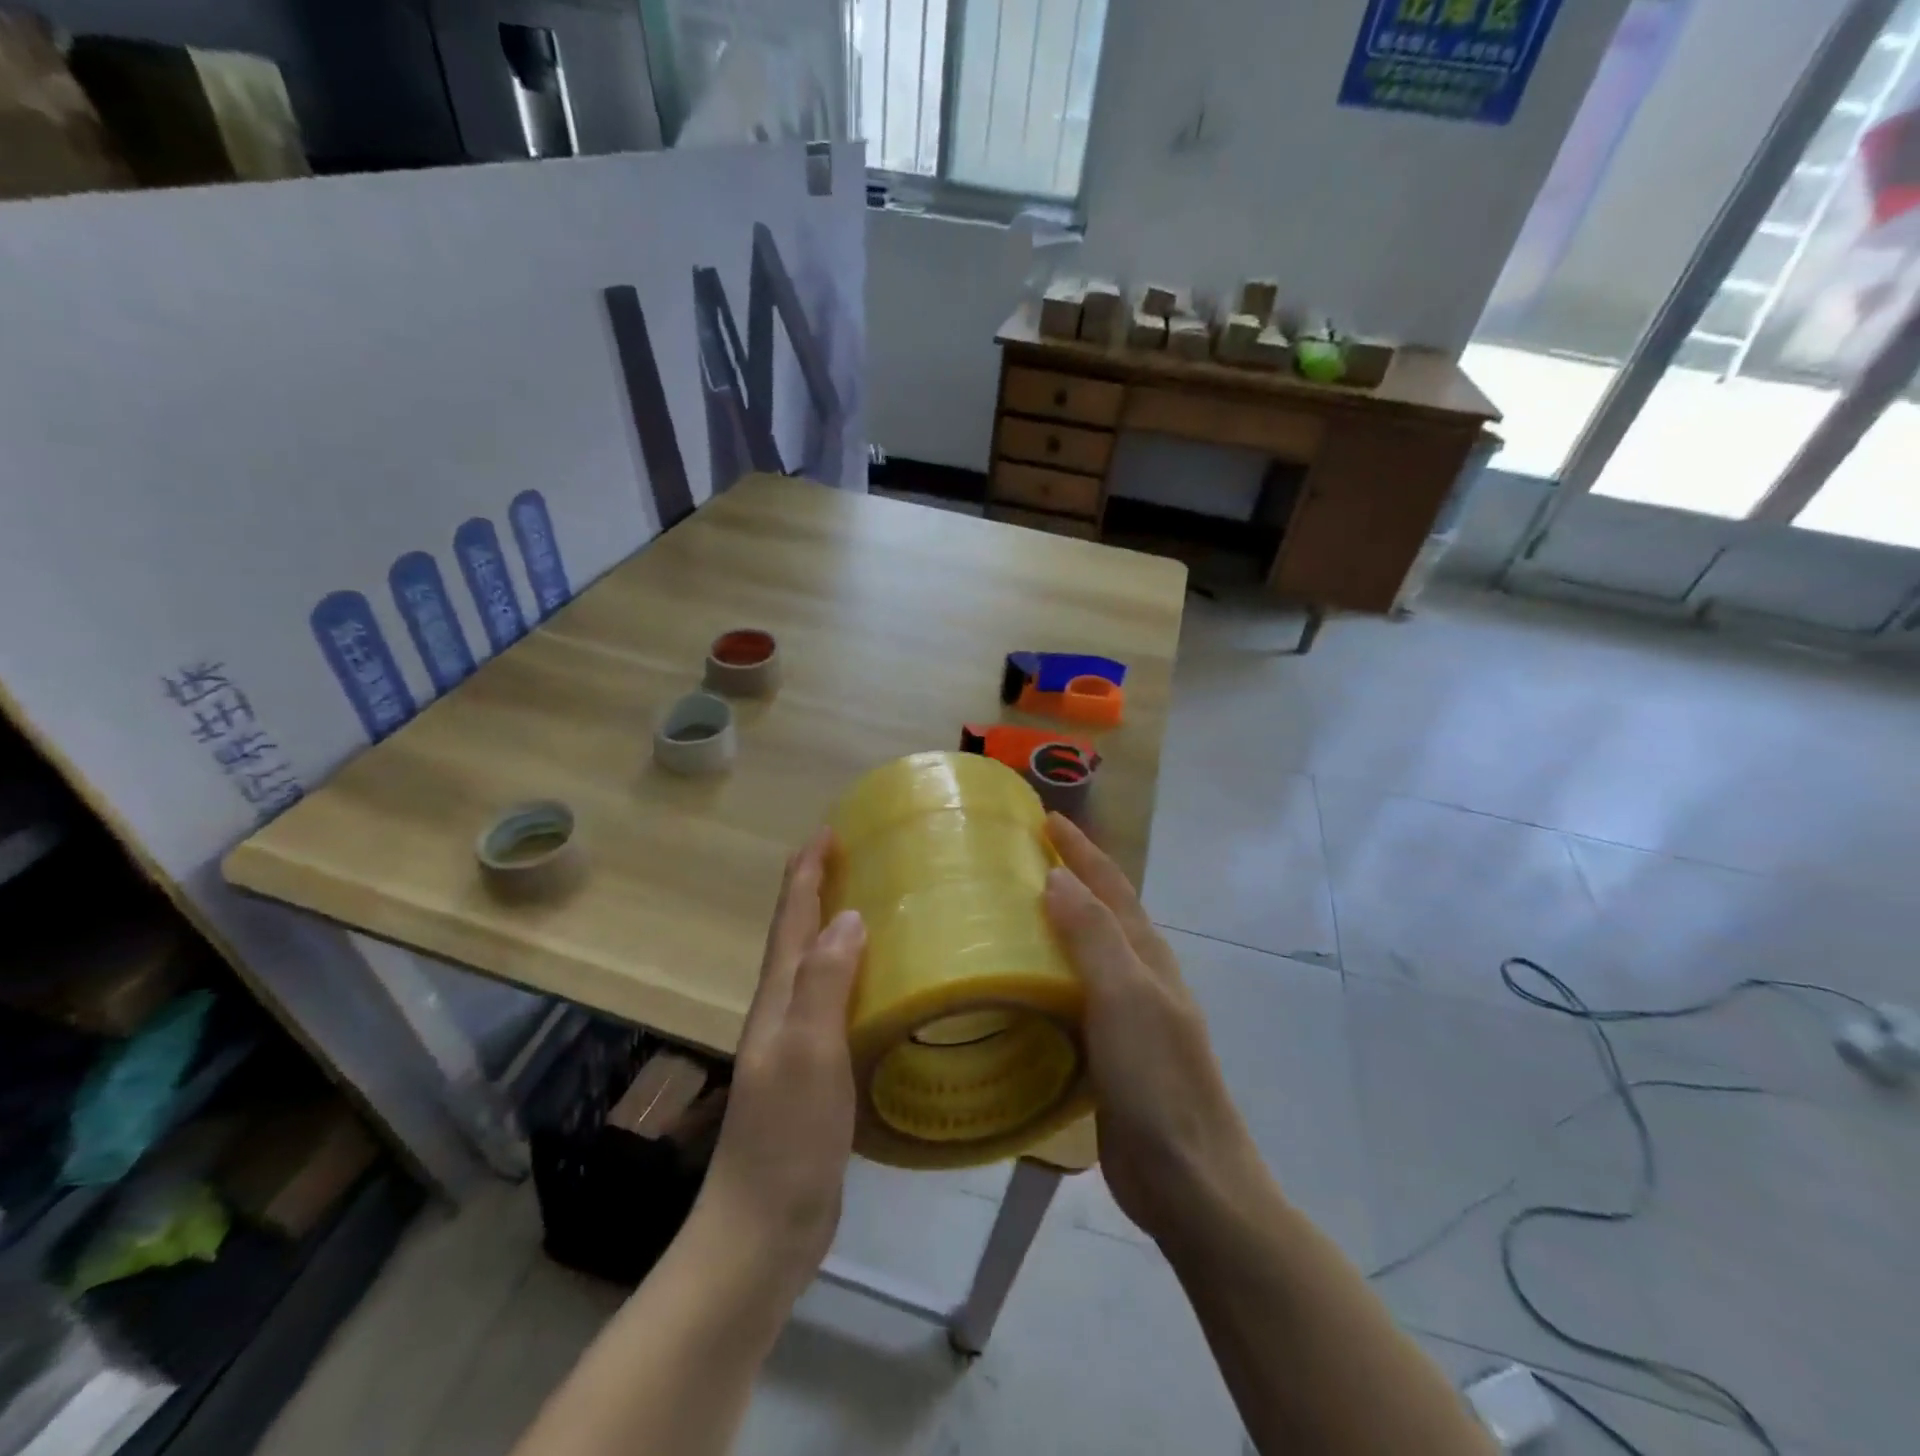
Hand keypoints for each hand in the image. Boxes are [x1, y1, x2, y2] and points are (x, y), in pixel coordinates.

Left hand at [695, 829, 864, 1292]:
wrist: (763, 1229)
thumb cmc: (785, 1136)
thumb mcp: (806, 1051)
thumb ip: (824, 983)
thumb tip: (848, 916)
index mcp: (778, 998)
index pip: (790, 920)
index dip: (805, 872)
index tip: (827, 831)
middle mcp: (782, 1011)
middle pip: (797, 936)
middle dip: (817, 889)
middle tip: (854, 856)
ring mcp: (797, 1044)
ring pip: (816, 968)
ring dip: (834, 929)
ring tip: (873, 904)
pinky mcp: (816, 1073)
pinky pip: (834, 1004)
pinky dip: (851, 976)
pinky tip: (878, 983)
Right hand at [1042, 814, 1259, 1248]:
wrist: (1188, 1179)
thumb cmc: (1158, 1080)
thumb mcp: (1126, 998)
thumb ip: (1093, 936)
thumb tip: (1058, 877)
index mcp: (1147, 956)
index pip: (1111, 886)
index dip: (1081, 850)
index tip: (1045, 818)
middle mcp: (1138, 978)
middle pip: (1100, 913)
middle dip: (1068, 878)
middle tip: (1018, 858)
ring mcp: (1125, 1018)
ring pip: (1084, 956)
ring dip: (1054, 926)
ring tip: (1006, 913)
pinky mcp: (1106, 1054)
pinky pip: (1070, 998)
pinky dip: (1046, 977)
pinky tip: (1017, 986)